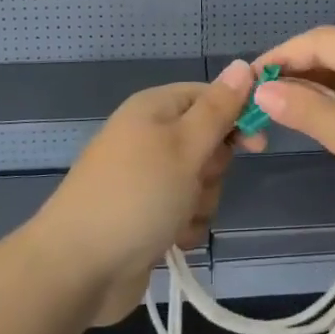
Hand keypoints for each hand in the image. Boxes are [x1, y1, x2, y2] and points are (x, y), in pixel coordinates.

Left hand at [31, 60, 258, 323]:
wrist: (78, 268)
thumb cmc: (137, 195)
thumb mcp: (185, 146)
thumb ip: (218, 109)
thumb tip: (243, 65)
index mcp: (154, 109)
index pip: (209, 97)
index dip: (236, 115)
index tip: (257, 144)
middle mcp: (150, 138)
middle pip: (208, 142)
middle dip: (213, 168)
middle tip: (197, 180)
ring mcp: (147, 180)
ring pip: (201, 182)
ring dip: (200, 203)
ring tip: (178, 218)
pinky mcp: (147, 216)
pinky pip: (185, 213)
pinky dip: (185, 227)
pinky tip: (171, 241)